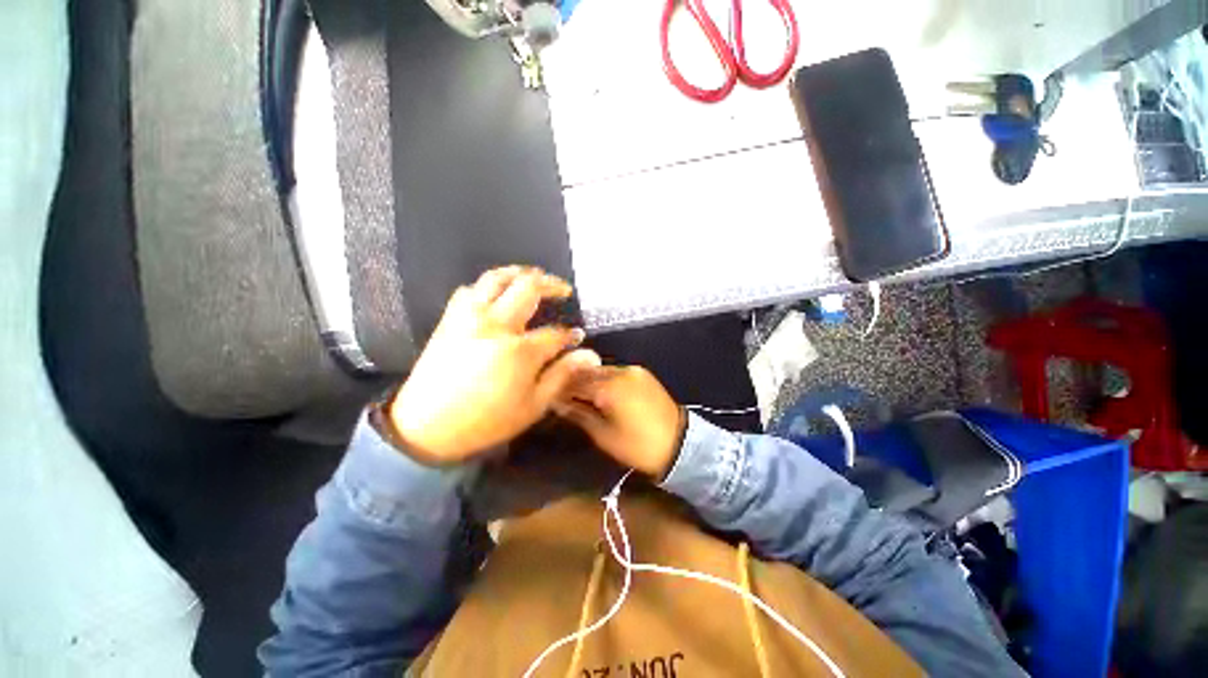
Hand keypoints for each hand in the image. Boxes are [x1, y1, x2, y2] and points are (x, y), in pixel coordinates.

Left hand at [389, 267, 600, 464]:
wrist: (426, 429)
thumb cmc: (486, 421)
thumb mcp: (533, 405)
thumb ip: (562, 375)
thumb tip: (590, 356)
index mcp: (520, 350)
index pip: (555, 332)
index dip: (569, 334)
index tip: (576, 337)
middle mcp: (496, 324)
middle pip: (528, 287)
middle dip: (551, 284)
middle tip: (563, 290)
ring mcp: (470, 317)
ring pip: (496, 278)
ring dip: (519, 273)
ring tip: (533, 277)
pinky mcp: (450, 319)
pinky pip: (470, 290)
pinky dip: (488, 286)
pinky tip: (496, 294)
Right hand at [554, 366, 685, 478]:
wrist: (679, 444)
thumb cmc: (637, 446)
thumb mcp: (603, 435)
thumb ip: (579, 414)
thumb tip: (558, 403)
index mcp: (609, 387)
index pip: (575, 382)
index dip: (560, 389)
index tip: (551, 397)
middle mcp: (620, 371)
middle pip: (588, 372)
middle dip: (574, 383)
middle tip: (563, 397)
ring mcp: (633, 370)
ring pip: (602, 370)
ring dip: (589, 380)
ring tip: (581, 395)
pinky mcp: (643, 373)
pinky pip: (617, 372)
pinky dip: (605, 380)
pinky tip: (601, 392)